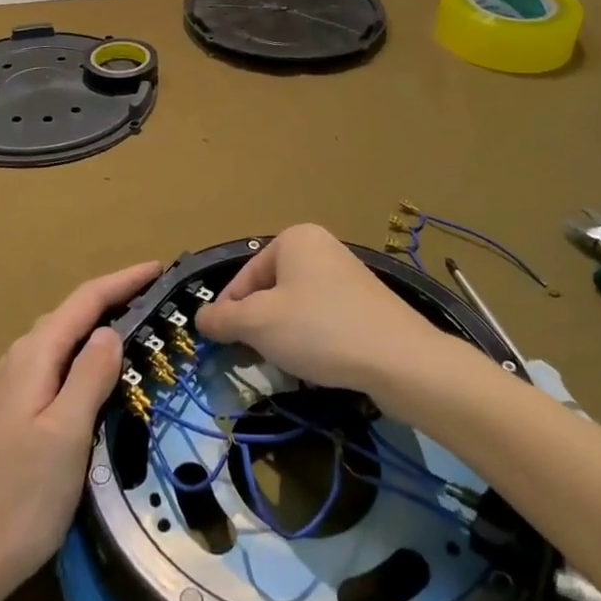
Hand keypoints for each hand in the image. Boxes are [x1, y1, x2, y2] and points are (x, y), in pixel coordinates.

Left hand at [0, 259, 159, 600]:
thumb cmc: (17, 500)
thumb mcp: (65, 436)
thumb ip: (90, 377)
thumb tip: (112, 331)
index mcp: (34, 356)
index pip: (85, 301)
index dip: (124, 281)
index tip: (161, 268)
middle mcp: (21, 359)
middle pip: (74, 314)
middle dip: (116, 297)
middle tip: (161, 300)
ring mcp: (15, 386)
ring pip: (66, 339)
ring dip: (102, 325)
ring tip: (142, 327)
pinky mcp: (16, 411)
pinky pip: (59, 364)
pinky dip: (88, 354)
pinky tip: (105, 374)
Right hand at [195, 224, 442, 402]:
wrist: (399, 358)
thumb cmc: (320, 330)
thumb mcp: (259, 323)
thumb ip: (223, 319)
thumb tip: (201, 318)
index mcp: (293, 238)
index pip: (244, 276)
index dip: (227, 312)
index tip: (220, 345)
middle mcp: (320, 246)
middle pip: (269, 289)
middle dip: (257, 324)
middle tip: (252, 355)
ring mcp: (346, 273)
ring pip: (295, 305)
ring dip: (282, 333)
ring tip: (285, 361)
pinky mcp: (365, 302)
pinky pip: (322, 316)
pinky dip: (311, 337)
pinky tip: (316, 361)